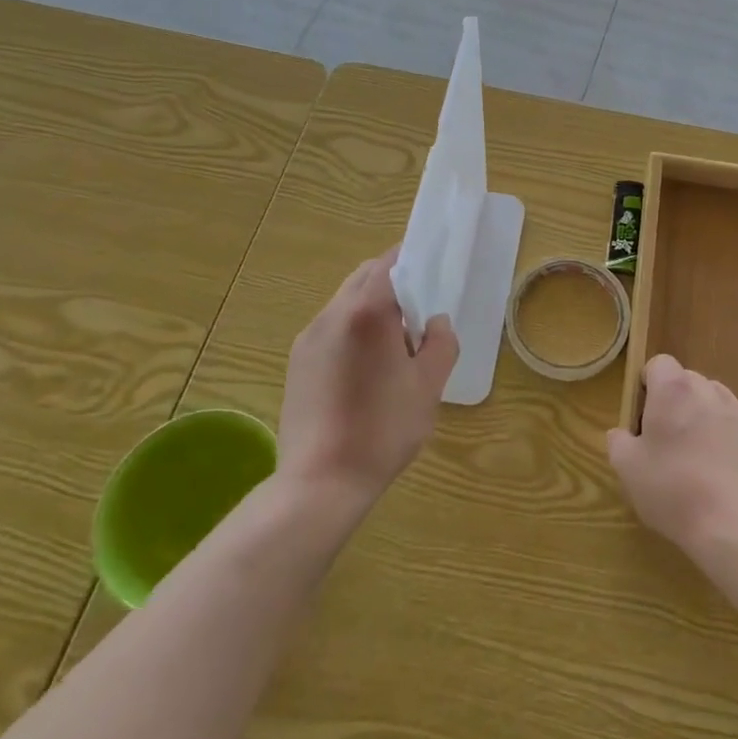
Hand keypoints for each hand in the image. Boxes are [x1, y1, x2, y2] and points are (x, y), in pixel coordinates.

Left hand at [278, 249, 457, 509]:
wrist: (320, 482)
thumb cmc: (383, 429)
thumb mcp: (428, 386)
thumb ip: (440, 343)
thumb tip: (435, 322)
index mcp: (367, 312)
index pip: (389, 262)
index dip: (412, 256)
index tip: (431, 263)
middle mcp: (332, 315)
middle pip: (364, 277)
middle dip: (392, 280)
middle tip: (419, 306)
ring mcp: (309, 338)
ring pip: (345, 302)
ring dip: (372, 306)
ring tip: (394, 343)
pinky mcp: (296, 362)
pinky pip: (330, 328)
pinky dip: (353, 328)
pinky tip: (366, 366)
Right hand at [606, 354, 737, 559]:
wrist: (731, 524)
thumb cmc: (672, 489)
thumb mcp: (627, 468)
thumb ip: (618, 441)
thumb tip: (622, 434)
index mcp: (673, 390)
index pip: (659, 363)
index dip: (648, 385)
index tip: (642, 416)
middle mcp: (706, 390)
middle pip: (684, 379)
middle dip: (672, 400)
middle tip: (662, 437)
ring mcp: (734, 411)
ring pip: (709, 398)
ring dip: (697, 413)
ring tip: (691, 450)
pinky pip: (729, 419)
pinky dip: (719, 431)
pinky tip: (714, 464)